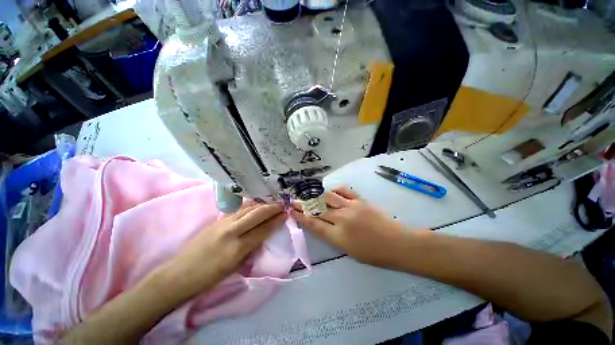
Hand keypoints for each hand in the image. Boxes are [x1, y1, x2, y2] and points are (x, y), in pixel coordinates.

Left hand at [161, 203, 285, 299]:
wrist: (178, 275)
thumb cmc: (209, 278)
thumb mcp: (235, 267)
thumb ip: (251, 248)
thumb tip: (263, 234)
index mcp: (237, 248)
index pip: (263, 229)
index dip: (276, 220)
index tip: (285, 214)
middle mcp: (231, 231)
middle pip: (257, 213)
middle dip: (272, 208)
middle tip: (281, 205)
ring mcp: (223, 223)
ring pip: (248, 208)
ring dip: (262, 204)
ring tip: (271, 203)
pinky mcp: (217, 220)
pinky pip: (238, 210)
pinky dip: (250, 206)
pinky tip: (255, 206)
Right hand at [291, 186, 409, 267]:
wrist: (398, 244)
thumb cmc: (374, 254)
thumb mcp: (348, 251)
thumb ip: (332, 236)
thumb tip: (321, 223)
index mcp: (338, 237)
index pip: (314, 224)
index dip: (301, 216)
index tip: (292, 211)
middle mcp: (341, 219)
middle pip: (317, 209)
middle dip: (303, 205)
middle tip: (294, 200)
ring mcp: (351, 207)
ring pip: (328, 197)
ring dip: (316, 196)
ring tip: (309, 194)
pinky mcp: (360, 200)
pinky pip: (344, 191)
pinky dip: (335, 190)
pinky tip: (330, 191)